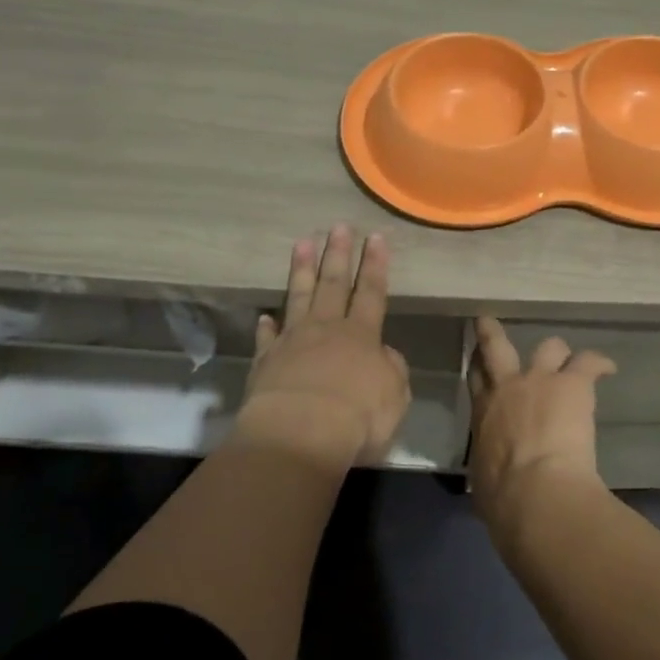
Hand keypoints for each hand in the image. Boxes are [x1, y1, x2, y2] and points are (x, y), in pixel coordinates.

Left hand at [242, 226, 410, 464]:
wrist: (300, 433)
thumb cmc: (358, 416)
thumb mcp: (394, 396)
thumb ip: (392, 370)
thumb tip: (384, 356)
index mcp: (362, 336)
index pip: (372, 292)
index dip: (375, 265)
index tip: (376, 237)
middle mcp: (326, 329)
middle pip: (334, 284)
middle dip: (338, 254)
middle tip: (338, 227)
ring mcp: (292, 342)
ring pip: (298, 298)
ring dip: (301, 270)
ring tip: (302, 243)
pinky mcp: (265, 362)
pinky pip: (267, 338)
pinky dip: (267, 326)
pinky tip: (265, 315)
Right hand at [467, 316, 615, 527]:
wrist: (535, 493)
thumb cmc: (503, 499)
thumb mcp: (483, 482)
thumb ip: (488, 468)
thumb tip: (494, 478)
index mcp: (483, 415)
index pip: (475, 379)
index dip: (476, 365)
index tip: (478, 358)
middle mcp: (507, 388)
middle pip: (496, 347)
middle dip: (492, 332)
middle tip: (489, 322)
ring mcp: (540, 381)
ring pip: (548, 346)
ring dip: (558, 353)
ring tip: (570, 362)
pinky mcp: (572, 385)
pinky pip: (588, 361)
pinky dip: (599, 363)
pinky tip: (608, 368)